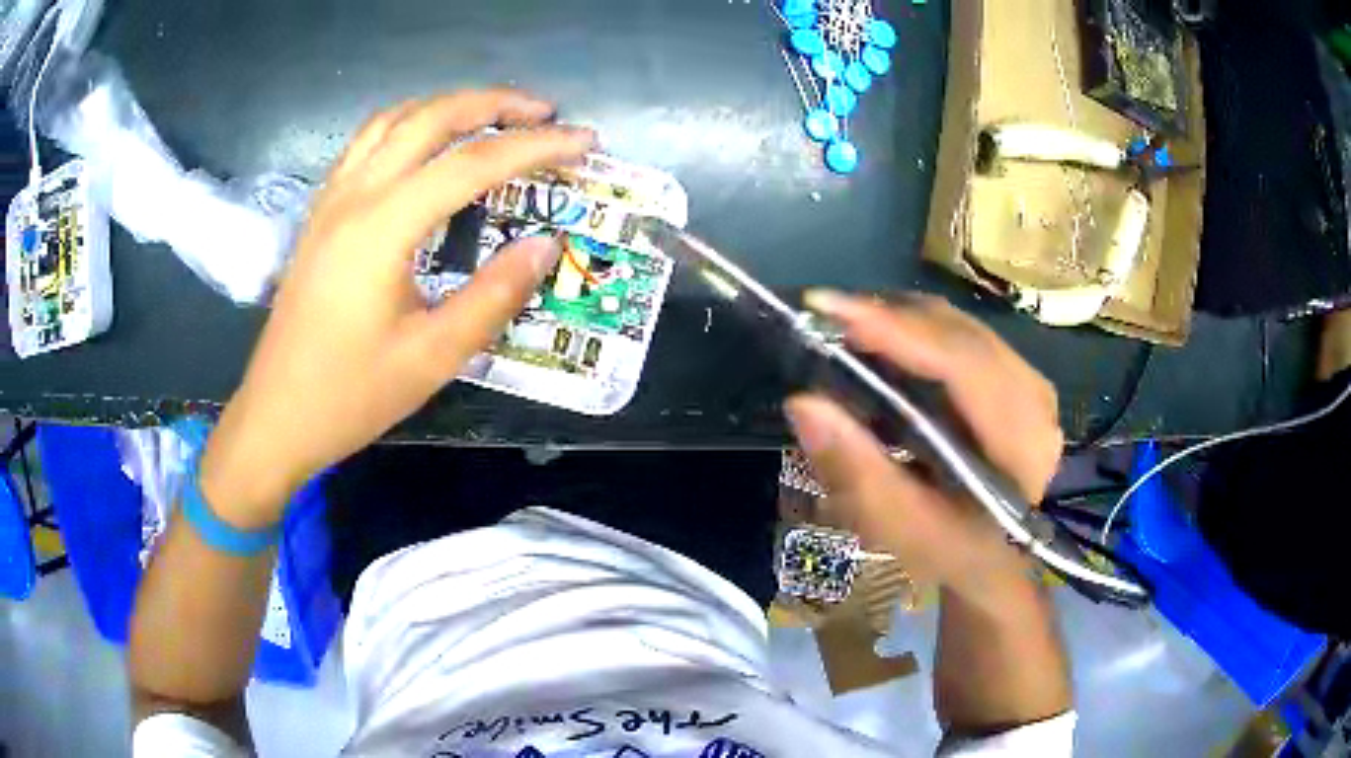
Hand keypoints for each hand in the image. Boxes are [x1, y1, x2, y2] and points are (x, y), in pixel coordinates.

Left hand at [200, 90, 596, 526]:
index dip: (535, 146)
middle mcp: (355, 196)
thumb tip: (545, 245)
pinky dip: (409, 124)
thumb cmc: (349, 396)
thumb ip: (493, 295)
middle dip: (494, 104)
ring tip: (493, 116)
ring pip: (394, 120)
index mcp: (382, 228)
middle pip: (430, 117)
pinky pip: (367, 142)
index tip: (584, 141)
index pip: (472, 164)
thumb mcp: (432, 357)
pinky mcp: (320, 214)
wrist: (275, 417)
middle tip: (544, 112)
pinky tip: (427, 144)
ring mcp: (332, 200)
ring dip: (448, 106)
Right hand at [785, 292, 1063, 609]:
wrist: (1003, 561)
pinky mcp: (1017, 379)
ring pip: (960, 327)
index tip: (825, 307)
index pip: (960, 362)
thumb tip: (802, 403)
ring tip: (845, 329)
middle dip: (889, 317)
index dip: (895, 329)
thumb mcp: (905, 528)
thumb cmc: (956, 551)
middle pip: (958, 333)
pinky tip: (884, 345)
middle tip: (822, 319)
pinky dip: (918, 333)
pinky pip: (963, 337)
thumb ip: (858, 471)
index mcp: (1020, 441)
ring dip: (901, 321)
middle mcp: (1034, 398)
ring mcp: (1029, 383)